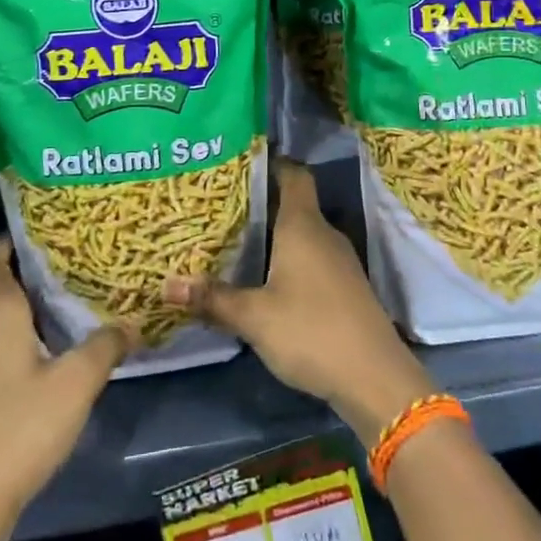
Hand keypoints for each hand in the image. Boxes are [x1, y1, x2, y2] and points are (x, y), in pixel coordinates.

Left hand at [0, 238, 131, 540]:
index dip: (11, 240)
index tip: (45, 233)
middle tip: (74, 270)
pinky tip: (45, 357)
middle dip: (30, 275)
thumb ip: (105, 347)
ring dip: (24, 312)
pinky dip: (14, 341)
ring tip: (67, 310)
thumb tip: (131, 324)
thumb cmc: (18, 428)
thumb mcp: (75, 384)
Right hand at [164, 159, 432, 441]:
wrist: (375, 377)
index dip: (270, 163)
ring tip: (234, 239)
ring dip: (273, 233)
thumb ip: (213, 299)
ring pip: (302, 232)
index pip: (293, 174)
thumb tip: (166, 285)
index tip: (239, 163)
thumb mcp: (255, 317)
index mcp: (303, 225)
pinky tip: (265, 277)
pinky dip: (288, 258)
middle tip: (220, 206)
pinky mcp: (344, 286)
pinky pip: (311, 256)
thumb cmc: (312, 331)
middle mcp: (324, 233)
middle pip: (292, 203)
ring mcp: (339, 260)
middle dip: (259, 202)